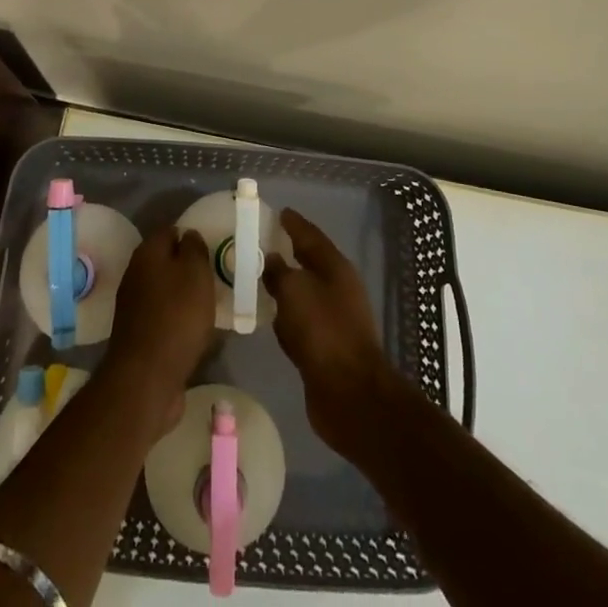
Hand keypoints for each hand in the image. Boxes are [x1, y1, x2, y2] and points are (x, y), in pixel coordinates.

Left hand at [104, 226, 216, 430]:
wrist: (147, 378)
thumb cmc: (176, 317)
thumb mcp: (196, 273)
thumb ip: (194, 249)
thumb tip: (188, 236)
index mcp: (147, 253)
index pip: (169, 231)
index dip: (190, 236)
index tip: (210, 249)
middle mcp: (135, 274)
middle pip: (165, 261)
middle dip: (187, 267)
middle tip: (212, 278)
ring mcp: (134, 306)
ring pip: (164, 290)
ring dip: (183, 295)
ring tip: (208, 305)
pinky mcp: (138, 334)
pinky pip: (162, 317)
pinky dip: (177, 320)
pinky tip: (194, 331)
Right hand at [263, 208, 397, 451]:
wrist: (350, 395)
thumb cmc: (323, 331)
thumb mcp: (295, 292)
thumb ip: (279, 272)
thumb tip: (272, 259)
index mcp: (335, 267)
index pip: (310, 235)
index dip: (294, 223)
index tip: (278, 212)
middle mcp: (337, 289)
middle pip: (308, 263)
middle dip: (287, 254)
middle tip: (260, 244)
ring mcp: (333, 319)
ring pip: (303, 294)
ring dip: (285, 288)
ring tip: (257, 279)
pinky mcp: (325, 348)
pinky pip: (300, 323)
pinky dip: (286, 318)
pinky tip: (269, 319)